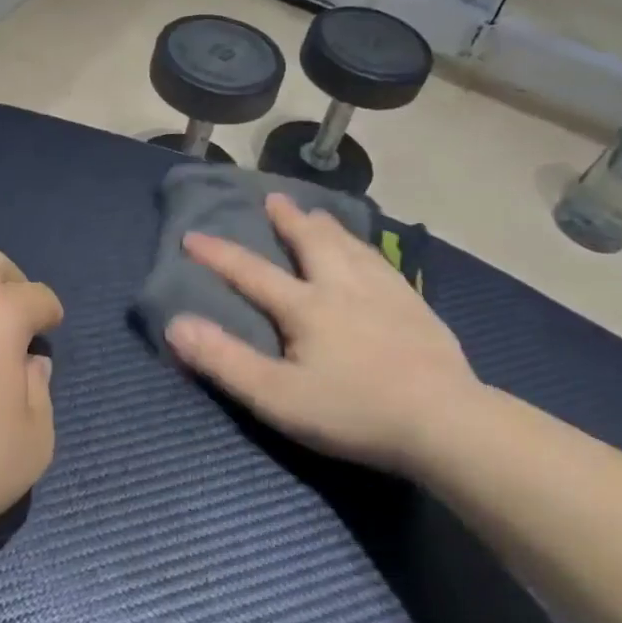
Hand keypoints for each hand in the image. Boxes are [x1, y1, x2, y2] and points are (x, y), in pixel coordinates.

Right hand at [165, 194, 482, 472]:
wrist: (445, 422)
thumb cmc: (354, 411)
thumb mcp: (276, 396)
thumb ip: (224, 360)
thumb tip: (176, 324)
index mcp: (306, 307)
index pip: (252, 273)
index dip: (218, 254)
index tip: (192, 235)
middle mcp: (343, 287)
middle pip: (311, 243)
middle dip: (288, 221)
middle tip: (274, 199)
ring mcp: (385, 293)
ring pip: (350, 247)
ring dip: (327, 228)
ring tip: (317, 214)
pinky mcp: (416, 307)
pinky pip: (383, 263)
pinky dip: (366, 249)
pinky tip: (371, 254)